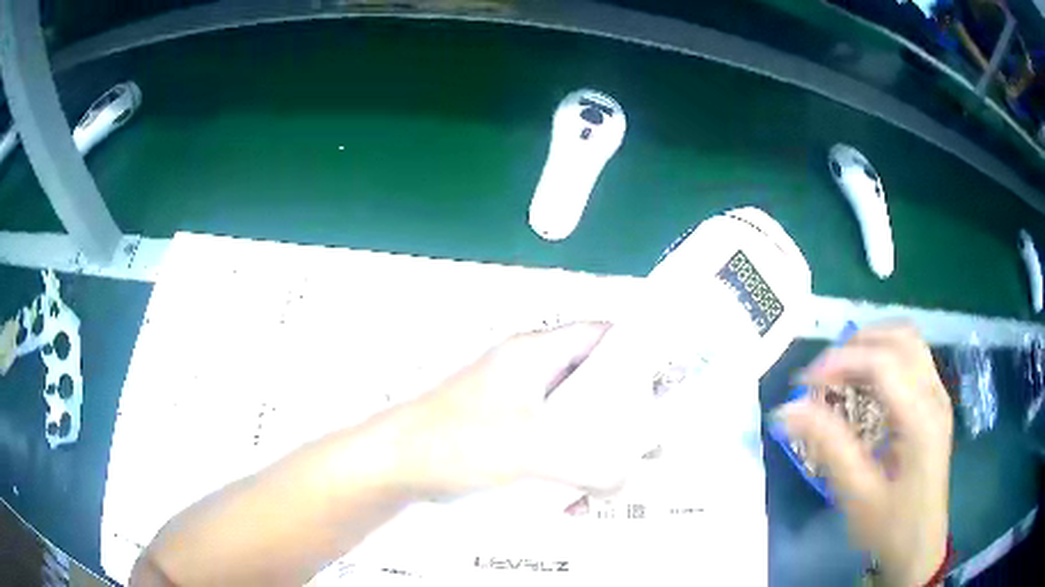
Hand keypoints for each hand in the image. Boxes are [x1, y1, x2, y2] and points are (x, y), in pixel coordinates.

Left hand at [388, 322, 640, 499]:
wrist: (395, 466)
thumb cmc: (455, 441)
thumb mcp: (531, 449)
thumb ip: (590, 465)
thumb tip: (627, 480)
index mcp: (535, 354)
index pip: (599, 335)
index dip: (636, 351)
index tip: (666, 383)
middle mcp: (530, 373)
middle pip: (593, 383)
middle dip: (622, 417)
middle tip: (646, 447)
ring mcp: (517, 406)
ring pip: (575, 421)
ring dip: (595, 451)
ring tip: (611, 483)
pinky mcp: (507, 435)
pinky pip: (553, 447)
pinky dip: (569, 469)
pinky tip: (571, 502)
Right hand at [775, 323, 952, 585]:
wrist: (920, 546)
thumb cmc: (890, 527)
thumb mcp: (857, 494)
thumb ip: (828, 446)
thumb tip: (787, 410)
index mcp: (921, 419)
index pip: (883, 363)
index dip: (841, 361)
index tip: (804, 382)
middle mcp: (935, 396)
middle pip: (901, 338)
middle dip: (858, 344)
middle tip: (824, 374)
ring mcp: (939, 397)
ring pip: (909, 342)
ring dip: (873, 344)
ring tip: (842, 371)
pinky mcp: (935, 404)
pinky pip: (913, 359)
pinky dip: (886, 356)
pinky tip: (866, 384)